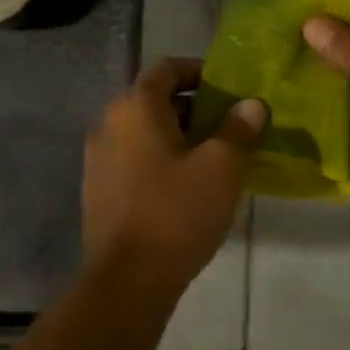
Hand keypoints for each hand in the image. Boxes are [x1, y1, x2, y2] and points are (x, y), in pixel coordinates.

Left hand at [82, 58, 267, 288]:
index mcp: (136, 107)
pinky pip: (132, 159)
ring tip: (211, 158)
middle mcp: (109, 123)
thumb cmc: (177, 212)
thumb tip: (251, 105)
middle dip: (193, 107)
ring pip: (144, 132)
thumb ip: (239, 128)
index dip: (199, 71)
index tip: (228, 88)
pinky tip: (183, 187)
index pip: (168, 68)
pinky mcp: (97, 190)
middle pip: (154, 99)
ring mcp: (98, 158)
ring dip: (176, 136)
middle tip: (228, 126)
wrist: (127, 282)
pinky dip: (158, 160)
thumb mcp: (222, 167)